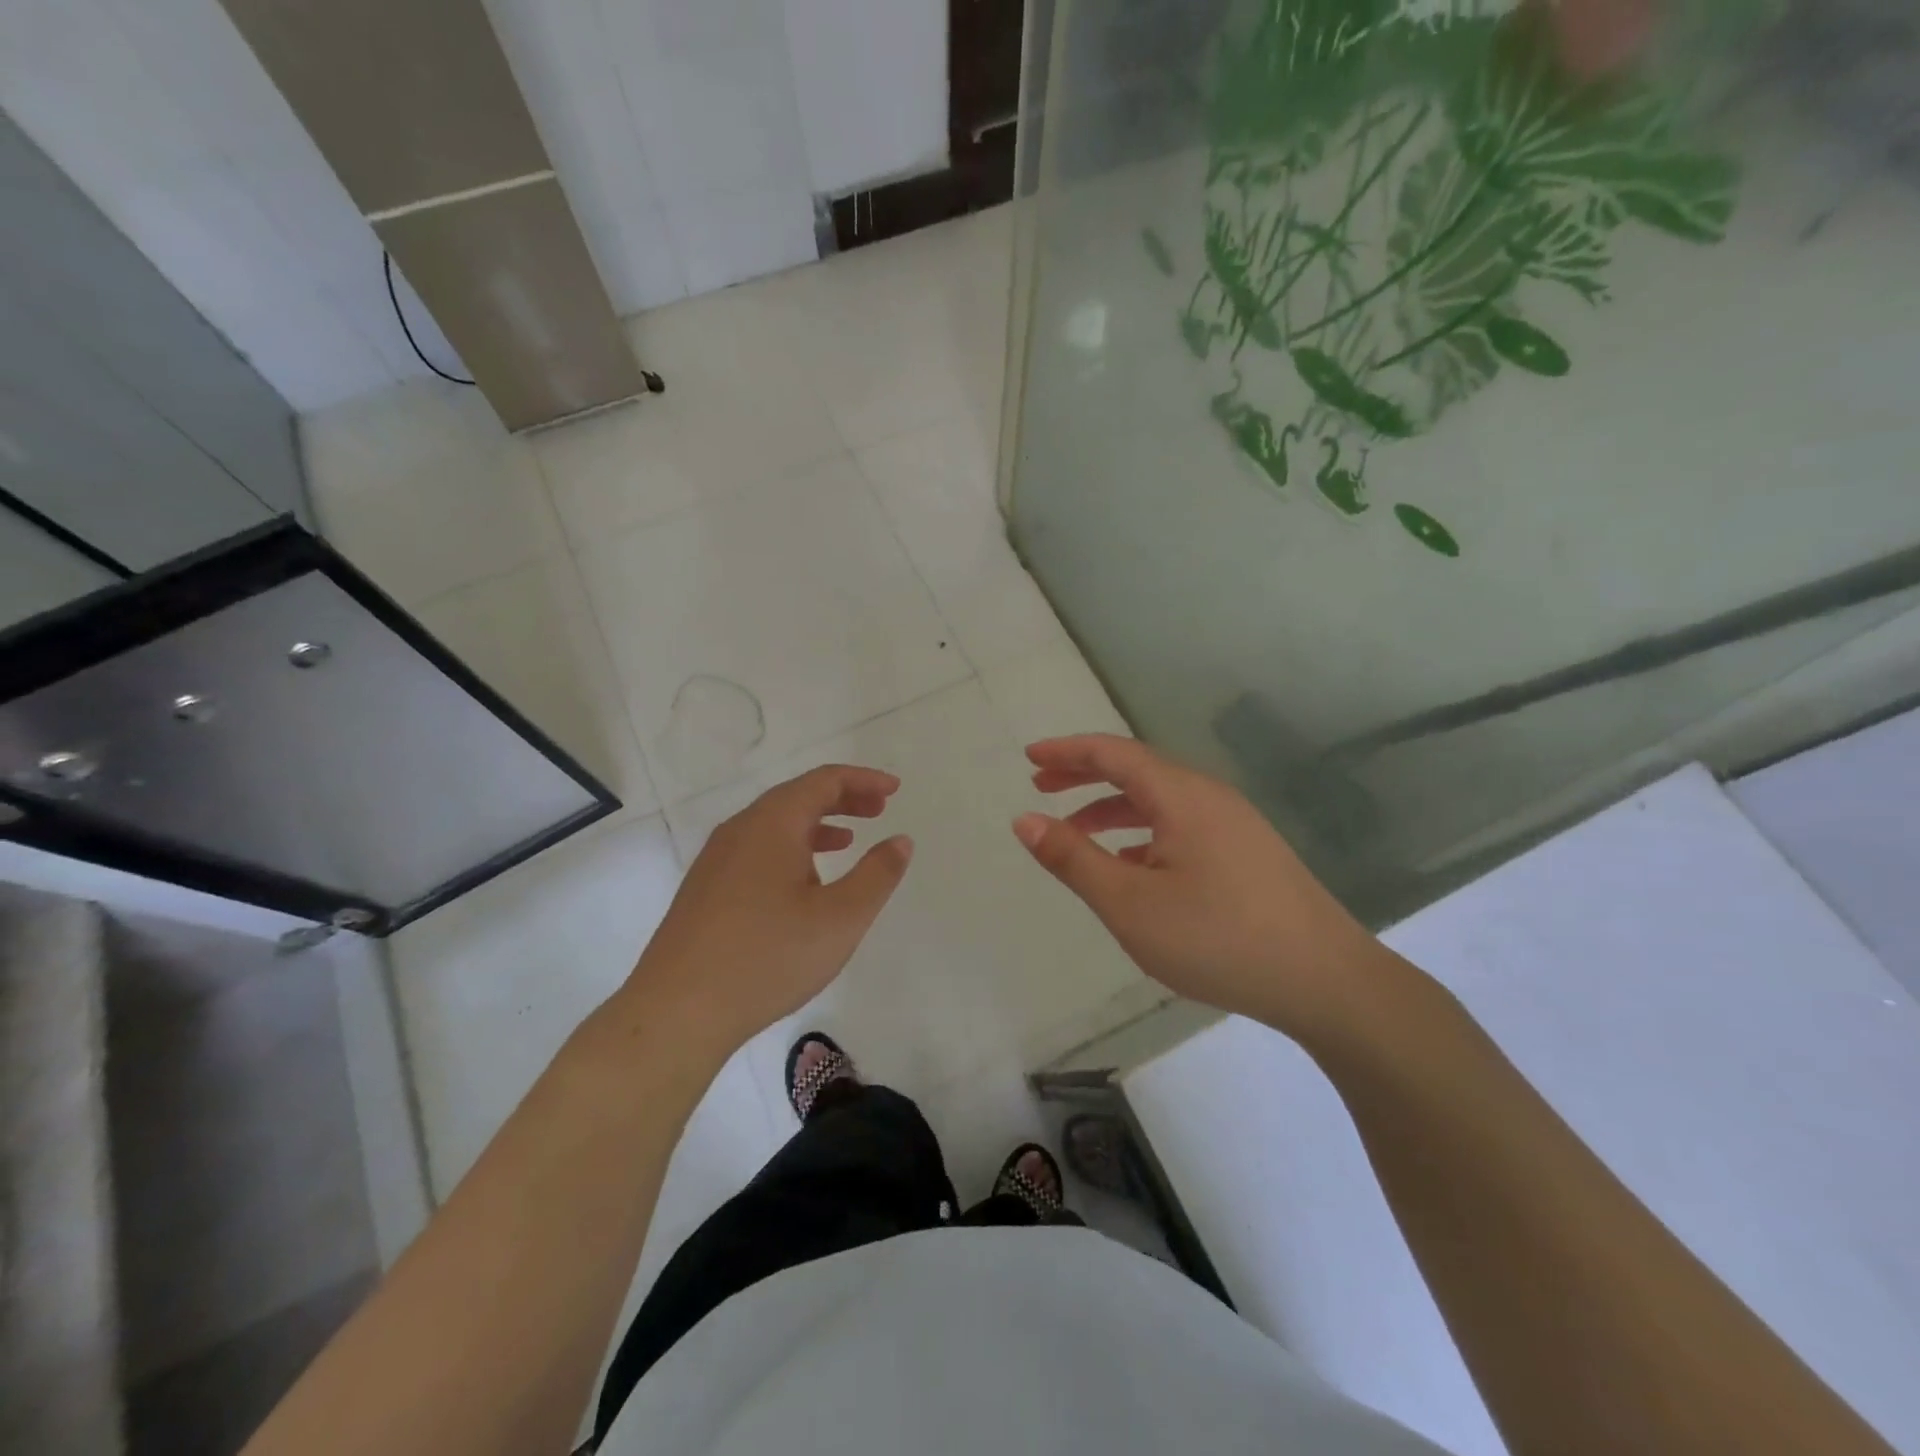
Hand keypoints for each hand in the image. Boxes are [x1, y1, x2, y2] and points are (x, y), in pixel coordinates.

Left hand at [626, 765, 911, 1057]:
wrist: (676, 1011)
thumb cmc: (768, 957)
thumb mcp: (841, 917)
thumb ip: (877, 874)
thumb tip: (900, 840)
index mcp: (773, 824)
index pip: (824, 781)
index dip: (863, 780)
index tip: (895, 790)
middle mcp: (740, 830)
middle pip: (797, 796)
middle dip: (842, 798)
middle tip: (878, 810)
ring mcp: (716, 859)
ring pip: (774, 824)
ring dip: (817, 824)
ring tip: (848, 839)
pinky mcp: (705, 889)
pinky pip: (756, 849)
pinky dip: (791, 847)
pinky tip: (803, 882)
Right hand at [1012, 734, 1383, 1040]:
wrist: (1327, 982)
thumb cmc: (1218, 938)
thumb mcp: (1130, 904)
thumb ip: (1073, 859)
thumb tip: (1025, 820)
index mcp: (1181, 796)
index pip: (1113, 753)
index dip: (1067, 752)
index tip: (1029, 758)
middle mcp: (1209, 797)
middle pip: (1137, 770)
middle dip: (1084, 775)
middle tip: (1041, 787)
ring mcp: (1234, 825)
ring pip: (1160, 801)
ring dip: (1112, 808)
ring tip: (1075, 832)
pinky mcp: (1247, 853)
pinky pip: (1181, 826)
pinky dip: (1143, 833)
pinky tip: (1131, 865)